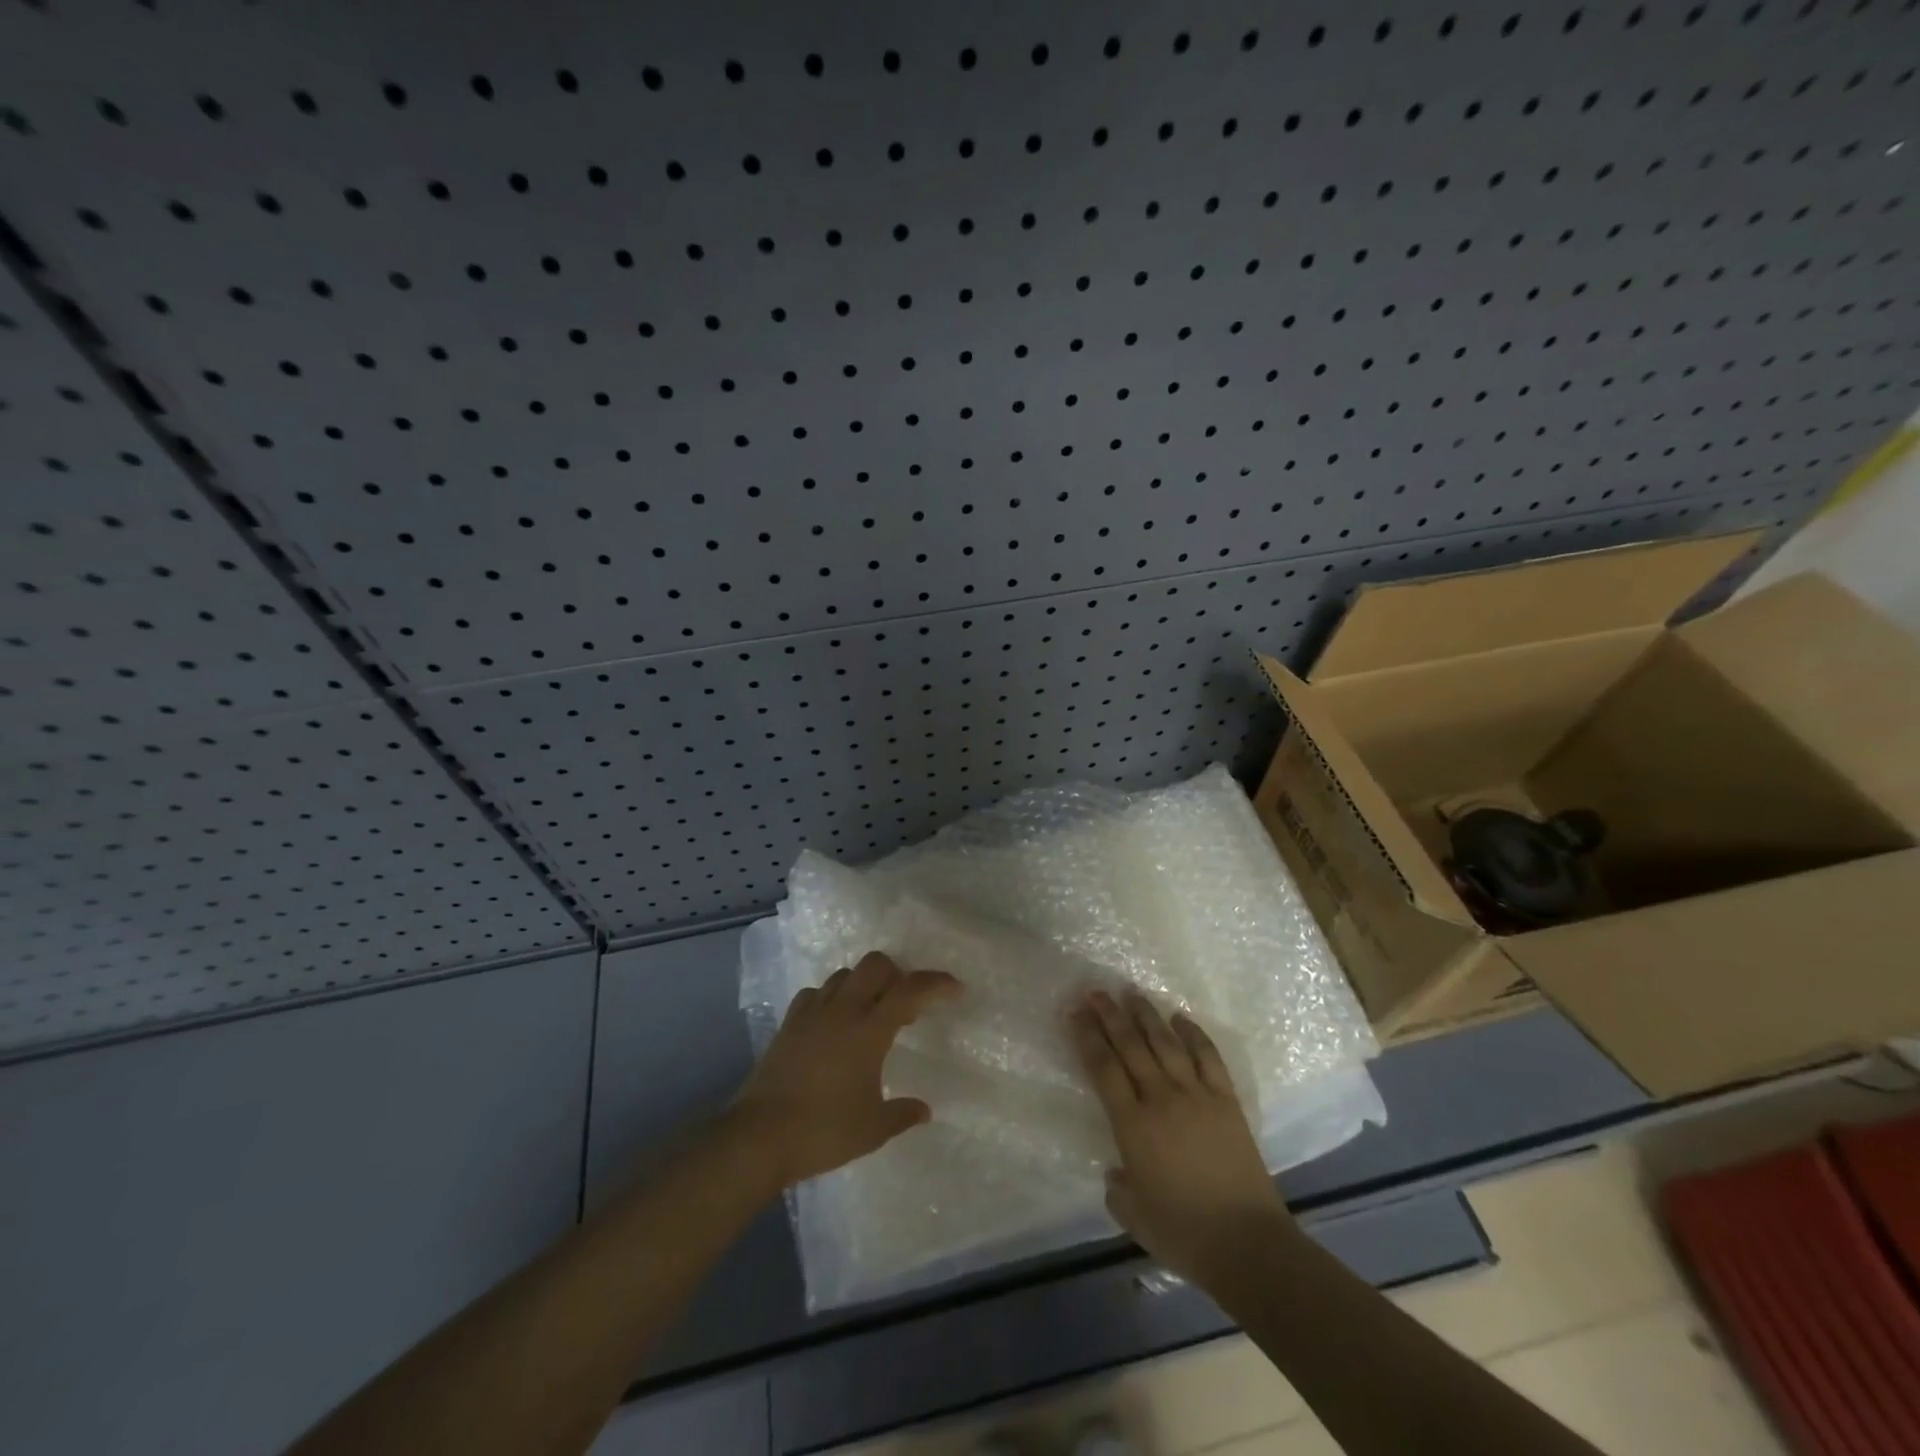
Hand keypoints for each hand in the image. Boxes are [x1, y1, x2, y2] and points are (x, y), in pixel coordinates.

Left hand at [730, 952, 960, 1187]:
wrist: (758, 1137)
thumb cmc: (823, 1131)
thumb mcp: (873, 1129)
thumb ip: (902, 1114)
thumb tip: (924, 1110)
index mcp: (868, 1031)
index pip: (909, 990)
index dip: (936, 983)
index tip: (955, 989)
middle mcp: (842, 1011)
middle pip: (874, 965)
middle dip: (897, 973)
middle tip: (906, 1003)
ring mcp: (811, 1014)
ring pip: (843, 975)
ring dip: (864, 983)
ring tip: (871, 1012)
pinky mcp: (789, 1024)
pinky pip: (815, 994)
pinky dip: (832, 998)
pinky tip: (834, 1021)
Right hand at [1070, 990, 1295, 1284]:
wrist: (1247, 1244)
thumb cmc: (1183, 1234)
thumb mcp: (1133, 1216)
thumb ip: (1117, 1188)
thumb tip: (1117, 1171)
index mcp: (1132, 1126)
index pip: (1103, 1069)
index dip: (1087, 1037)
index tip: (1075, 1013)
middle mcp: (1161, 1099)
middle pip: (1130, 1046)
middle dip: (1110, 1016)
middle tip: (1095, 992)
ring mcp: (1196, 1095)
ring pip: (1165, 1043)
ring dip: (1146, 1015)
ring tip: (1131, 992)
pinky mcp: (1226, 1100)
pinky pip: (1208, 1057)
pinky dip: (1194, 1034)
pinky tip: (1180, 1018)